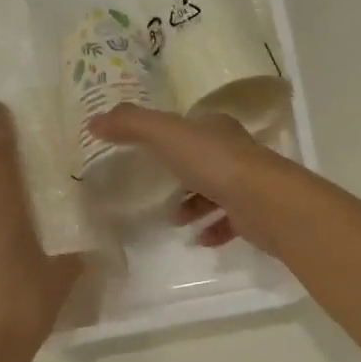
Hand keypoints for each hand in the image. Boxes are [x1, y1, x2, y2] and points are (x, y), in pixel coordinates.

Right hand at [87, 105, 306, 253]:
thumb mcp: (167, 135)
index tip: (149, 150)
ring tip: (173, 220)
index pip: (193, 126)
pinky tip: (199, 239)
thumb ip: (132, 125)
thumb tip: (94, 121)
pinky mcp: (255, 214)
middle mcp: (235, 152)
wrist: (265, 202)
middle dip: (182, 175)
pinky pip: (230, 221)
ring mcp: (248, 183)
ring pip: (217, 192)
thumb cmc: (215, 163)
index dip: (171, 135)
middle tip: (156, 190)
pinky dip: (213, 229)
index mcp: (217, 128)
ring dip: (195, 205)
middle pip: (205, 160)